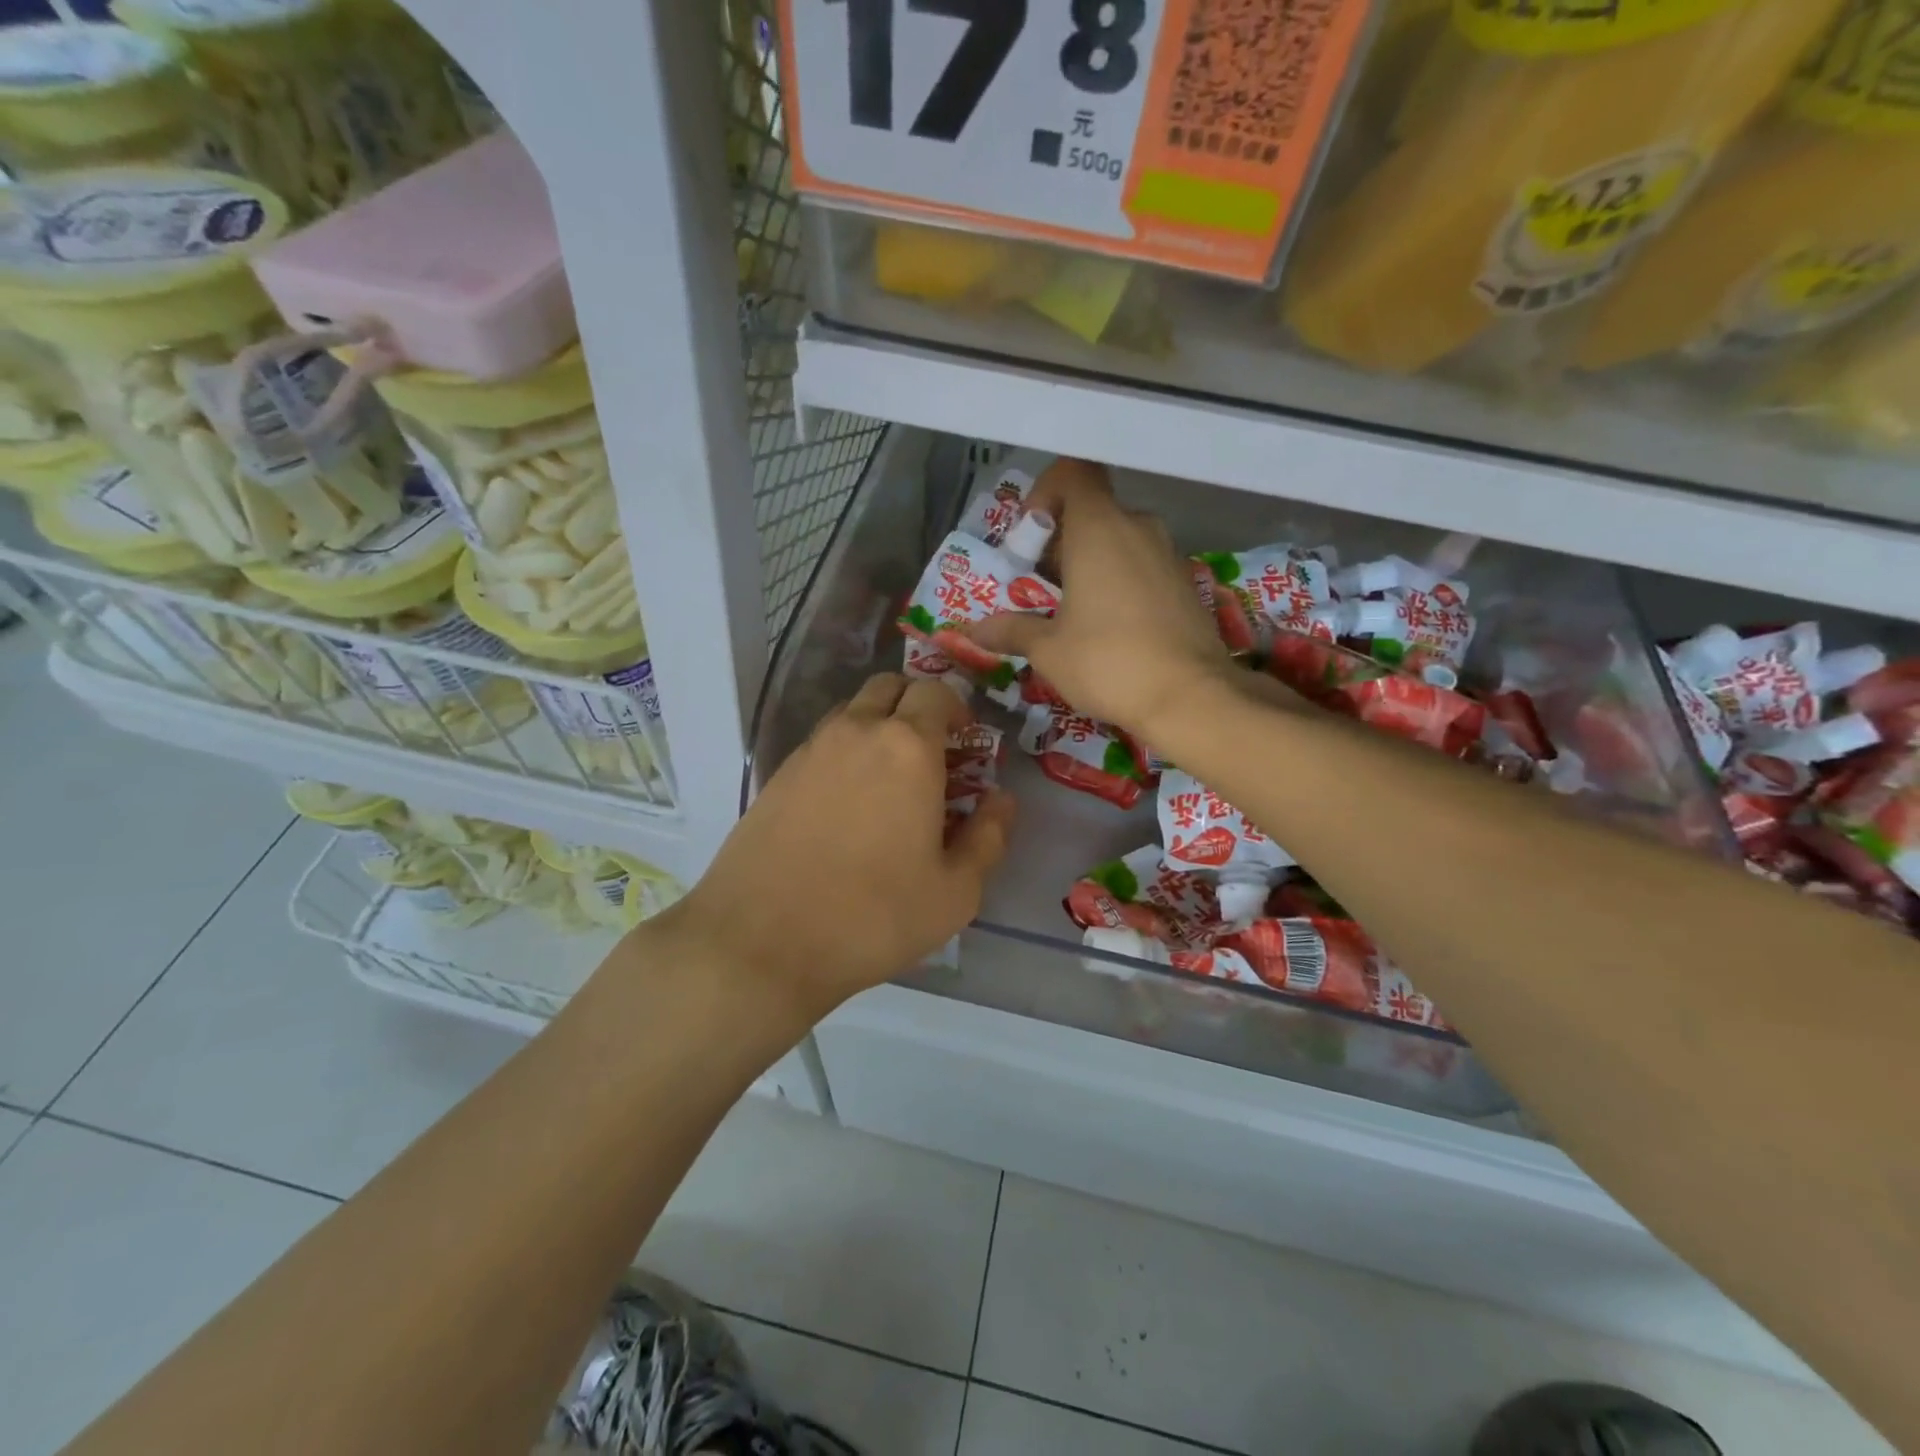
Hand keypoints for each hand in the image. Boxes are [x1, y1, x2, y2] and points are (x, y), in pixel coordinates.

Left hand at [659, 674, 1014, 1024]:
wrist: (761, 942)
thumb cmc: (872, 916)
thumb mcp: (954, 892)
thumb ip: (988, 837)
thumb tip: (1001, 801)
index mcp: (908, 748)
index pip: (937, 692)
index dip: (957, 709)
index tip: (966, 742)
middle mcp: (856, 732)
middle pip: (890, 687)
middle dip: (917, 705)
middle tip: (931, 751)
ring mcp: (810, 750)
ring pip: (852, 711)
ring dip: (878, 725)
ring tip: (889, 779)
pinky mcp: (778, 775)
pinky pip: (822, 742)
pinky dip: (845, 752)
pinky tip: (847, 803)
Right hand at [960, 458, 1234, 740]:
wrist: (1190, 697)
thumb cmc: (1108, 661)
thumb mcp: (1048, 650)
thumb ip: (1011, 630)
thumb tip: (975, 630)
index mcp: (1099, 528)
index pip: (1073, 473)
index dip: (1046, 492)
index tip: (1031, 536)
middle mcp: (1138, 527)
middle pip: (1093, 511)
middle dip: (1061, 541)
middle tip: (1041, 587)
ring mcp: (1168, 554)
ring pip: (1120, 539)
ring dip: (1091, 563)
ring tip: (1073, 612)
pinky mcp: (1186, 583)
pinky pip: (1143, 565)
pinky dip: (1121, 582)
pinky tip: (1111, 628)